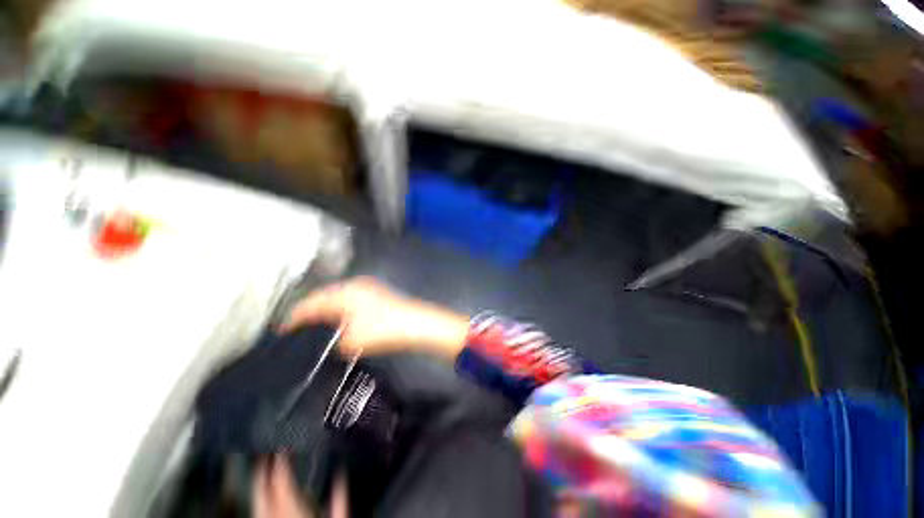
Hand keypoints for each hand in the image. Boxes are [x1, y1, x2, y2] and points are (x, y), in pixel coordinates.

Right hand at [279, 277, 469, 360]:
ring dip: (327, 307)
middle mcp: (355, 285)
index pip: (313, 303)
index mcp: (344, 292)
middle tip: (297, 323)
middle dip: (311, 308)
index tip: (282, 328)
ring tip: (315, 320)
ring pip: (339, 295)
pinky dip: (341, 306)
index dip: (296, 315)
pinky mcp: (378, 293)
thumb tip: (337, 338)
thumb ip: (336, 339)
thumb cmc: (383, 330)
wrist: (416, 324)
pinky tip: (341, 316)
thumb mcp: (352, 340)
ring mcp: (368, 287)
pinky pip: (351, 297)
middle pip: (325, 295)